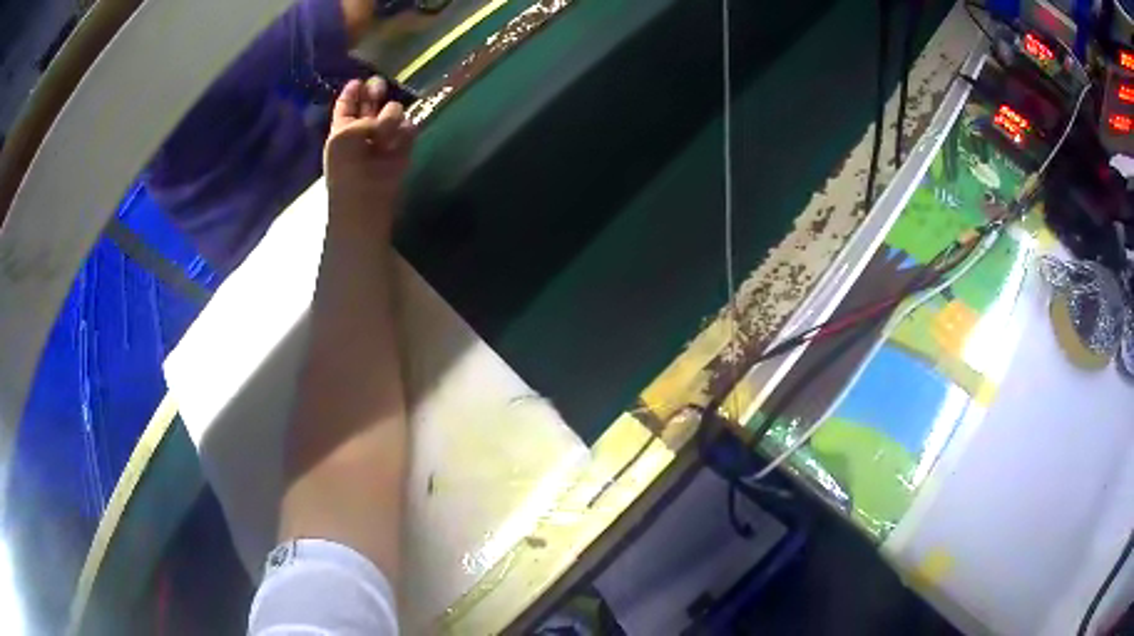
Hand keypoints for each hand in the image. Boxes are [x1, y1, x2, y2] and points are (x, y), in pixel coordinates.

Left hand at [324, 76, 415, 230]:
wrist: (364, 200)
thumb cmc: (345, 169)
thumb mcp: (343, 136)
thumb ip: (365, 118)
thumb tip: (391, 116)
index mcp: (342, 129)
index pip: (348, 104)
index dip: (353, 91)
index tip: (359, 80)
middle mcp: (363, 130)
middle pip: (372, 102)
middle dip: (375, 92)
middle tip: (378, 87)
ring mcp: (385, 138)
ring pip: (394, 111)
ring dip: (389, 118)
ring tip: (382, 138)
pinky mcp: (404, 147)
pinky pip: (409, 128)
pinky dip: (404, 132)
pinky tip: (395, 144)